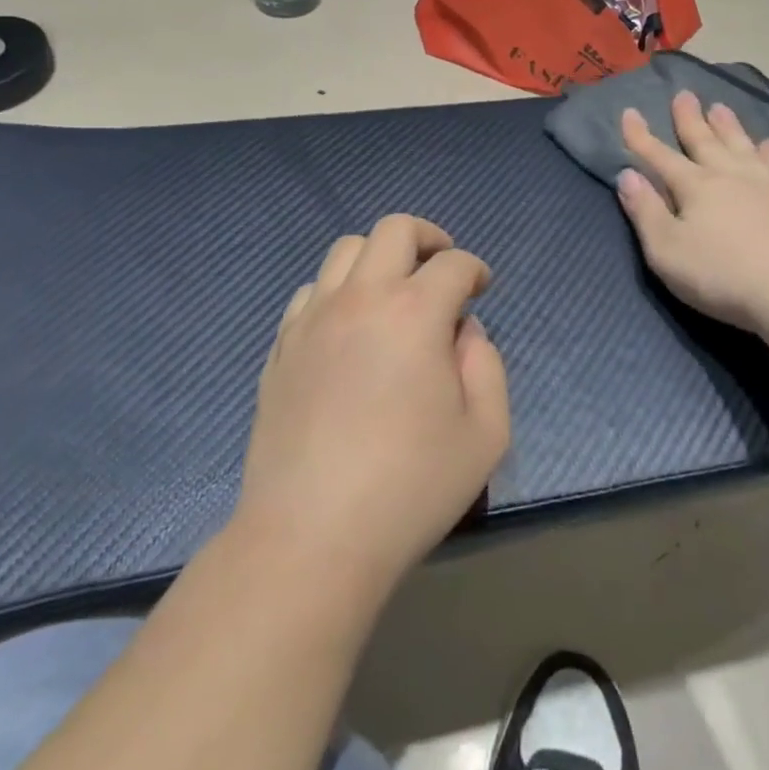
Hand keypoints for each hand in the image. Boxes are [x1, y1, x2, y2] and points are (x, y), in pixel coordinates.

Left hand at [235, 215, 509, 606]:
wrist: (309, 540)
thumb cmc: (409, 489)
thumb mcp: (485, 434)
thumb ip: (487, 366)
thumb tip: (463, 332)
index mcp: (414, 313)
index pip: (453, 263)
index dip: (475, 269)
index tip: (481, 289)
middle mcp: (361, 298)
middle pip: (394, 229)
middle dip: (428, 238)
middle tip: (441, 269)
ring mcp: (313, 319)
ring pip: (346, 250)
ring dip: (380, 258)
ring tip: (394, 293)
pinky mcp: (281, 346)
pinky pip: (310, 291)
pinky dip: (338, 292)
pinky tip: (349, 329)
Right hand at [617, 91, 768, 333]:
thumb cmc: (720, 274)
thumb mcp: (665, 250)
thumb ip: (645, 211)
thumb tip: (627, 176)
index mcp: (694, 187)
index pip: (659, 156)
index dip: (640, 136)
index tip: (630, 112)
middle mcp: (728, 175)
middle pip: (704, 141)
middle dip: (690, 118)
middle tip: (684, 94)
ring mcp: (766, 185)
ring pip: (742, 146)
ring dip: (729, 126)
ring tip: (720, 107)